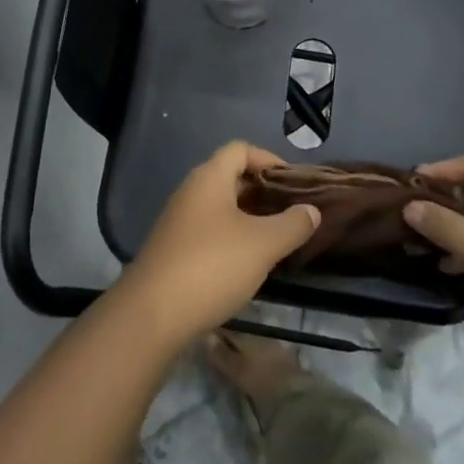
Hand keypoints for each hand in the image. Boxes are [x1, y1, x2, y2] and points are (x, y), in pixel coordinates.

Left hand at [118, 142, 319, 346]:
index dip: (270, 159)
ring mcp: (179, 221)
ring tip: (279, 239)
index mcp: (209, 178)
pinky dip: (233, 238)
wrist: (152, 314)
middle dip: (264, 192)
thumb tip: (311, 210)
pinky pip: (210, 231)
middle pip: (231, 177)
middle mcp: (191, 192)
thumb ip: (292, 224)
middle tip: (293, 213)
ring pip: (222, 207)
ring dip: (250, 218)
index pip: (241, 149)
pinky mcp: (175, 250)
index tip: (295, 184)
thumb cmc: (212, 266)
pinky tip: (250, 263)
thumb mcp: (263, 244)